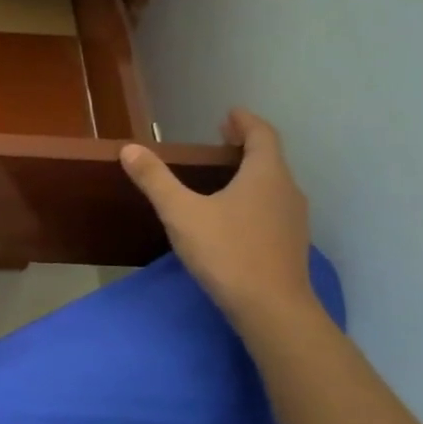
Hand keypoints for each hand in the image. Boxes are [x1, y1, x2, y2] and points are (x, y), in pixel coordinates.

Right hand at [120, 109, 316, 327]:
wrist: (272, 309)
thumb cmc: (227, 252)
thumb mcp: (181, 213)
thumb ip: (156, 180)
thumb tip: (130, 149)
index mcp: (265, 174)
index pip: (262, 134)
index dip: (245, 121)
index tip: (229, 114)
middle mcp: (286, 190)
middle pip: (270, 158)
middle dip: (246, 146)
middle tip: (221, 140)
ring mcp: (292, 220)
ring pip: (272, 185)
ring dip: (251, 173)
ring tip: (224, 176)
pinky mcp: (289, 245)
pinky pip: (272, 208)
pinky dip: (254, 198)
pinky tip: (234, 216)